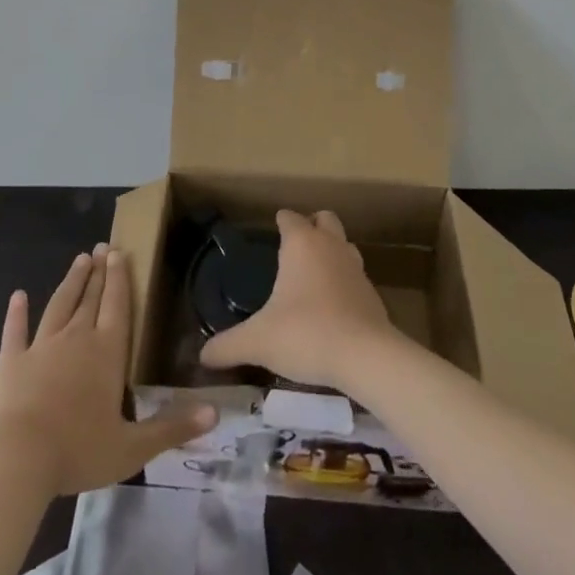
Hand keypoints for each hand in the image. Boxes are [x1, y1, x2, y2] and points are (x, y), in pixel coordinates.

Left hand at [0, 244, 216, 496]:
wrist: (17, 458)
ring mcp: (42, 346)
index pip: (118, 305)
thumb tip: (215, 413)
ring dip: (71, 282)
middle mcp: (77, 338)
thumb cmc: (78, 450)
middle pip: (91, 298)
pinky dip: (17, 313)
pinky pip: (15, 331)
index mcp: (107, 352)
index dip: (119, 277)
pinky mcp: (12, 362)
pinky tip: (18, 296)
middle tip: (101, 246)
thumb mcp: (133, 448)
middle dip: (98, 272)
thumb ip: (172, 428)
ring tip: (79, 260)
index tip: (118, 252)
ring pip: (59, 305)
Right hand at [199, 210, 398, 392]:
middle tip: (294, 248)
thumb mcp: (258, 341)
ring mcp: (356, 266)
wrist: (365, 355)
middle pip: (324, 219)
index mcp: (302, 243)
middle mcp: (331, 245)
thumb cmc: (306, 333)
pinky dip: (344, 281)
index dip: (280, 221)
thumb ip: (228, 346)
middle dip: (311, 226)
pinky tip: (333, 306)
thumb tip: (202, 356)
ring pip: (344, 244)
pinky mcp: (372, 292)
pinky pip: (355, 275)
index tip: (272, 230)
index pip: (290, 217)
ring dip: (331, 251)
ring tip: (313, 275)